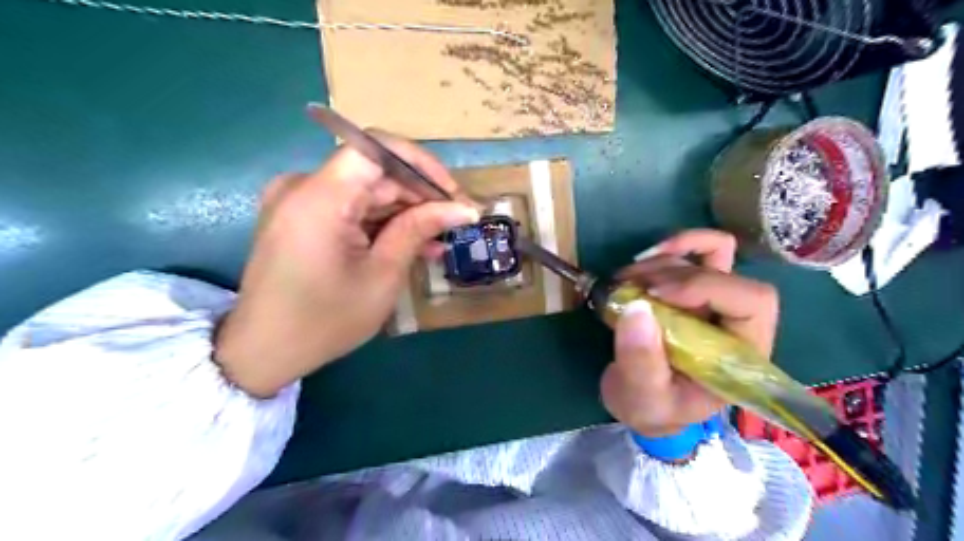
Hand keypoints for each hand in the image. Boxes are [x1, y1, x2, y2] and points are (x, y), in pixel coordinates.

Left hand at [214, 131, 478, 396]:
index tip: (452, 194)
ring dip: (405, 212)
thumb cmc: (325, 320)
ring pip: (366, 191)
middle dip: (419, 195)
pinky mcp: (301, 217)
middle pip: (374, 172)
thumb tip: (463, 208)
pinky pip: (350, 208)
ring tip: (439, 240)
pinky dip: (381, 222)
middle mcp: (303, 187)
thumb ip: (418, 229)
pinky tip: (411, 244)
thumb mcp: (382, 275)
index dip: (421, 164)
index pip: (377, 149)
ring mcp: (299, 201)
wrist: (264, 351)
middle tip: (456, 222)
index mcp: (319, 198)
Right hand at [601, 230, 778, 435]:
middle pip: (725, 272)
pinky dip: (670, 248)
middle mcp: (735, 321)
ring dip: (660, 262)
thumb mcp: (643, 397)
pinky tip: (641, 261)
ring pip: (707, 255)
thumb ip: (641, 362)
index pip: (752, 302)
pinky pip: (698, 251)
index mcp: (741, 353)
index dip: (706, 287)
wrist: (642, 402)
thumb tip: (636, 307)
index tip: (655, 295)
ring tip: (622, 282)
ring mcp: (714, 301)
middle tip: (629, 289)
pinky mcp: (692, 289)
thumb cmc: (652, 408)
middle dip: (673, 275)